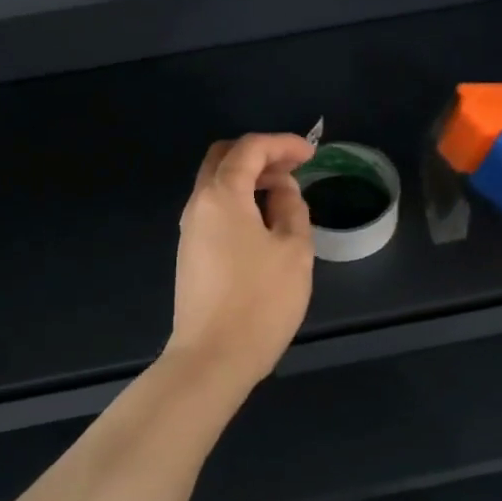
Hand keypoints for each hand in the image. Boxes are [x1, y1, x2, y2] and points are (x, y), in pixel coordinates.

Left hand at [168, 133, 316, 386]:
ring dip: (248, 179)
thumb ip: (291, 208)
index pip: (249, 149)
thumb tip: (282, 189)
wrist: (213, 357)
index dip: (282, 143)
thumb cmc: (261, 300)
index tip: (311, 154)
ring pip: (216, 184)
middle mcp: (198, 205)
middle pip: (223, 158)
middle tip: (293, 168)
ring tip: (284, 195)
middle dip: (259, 154)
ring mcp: (190, 230)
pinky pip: (214, 209)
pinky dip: (239, 201)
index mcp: (222, 195)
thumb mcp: (293, 249)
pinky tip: (264, 222)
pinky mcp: (191, 253)